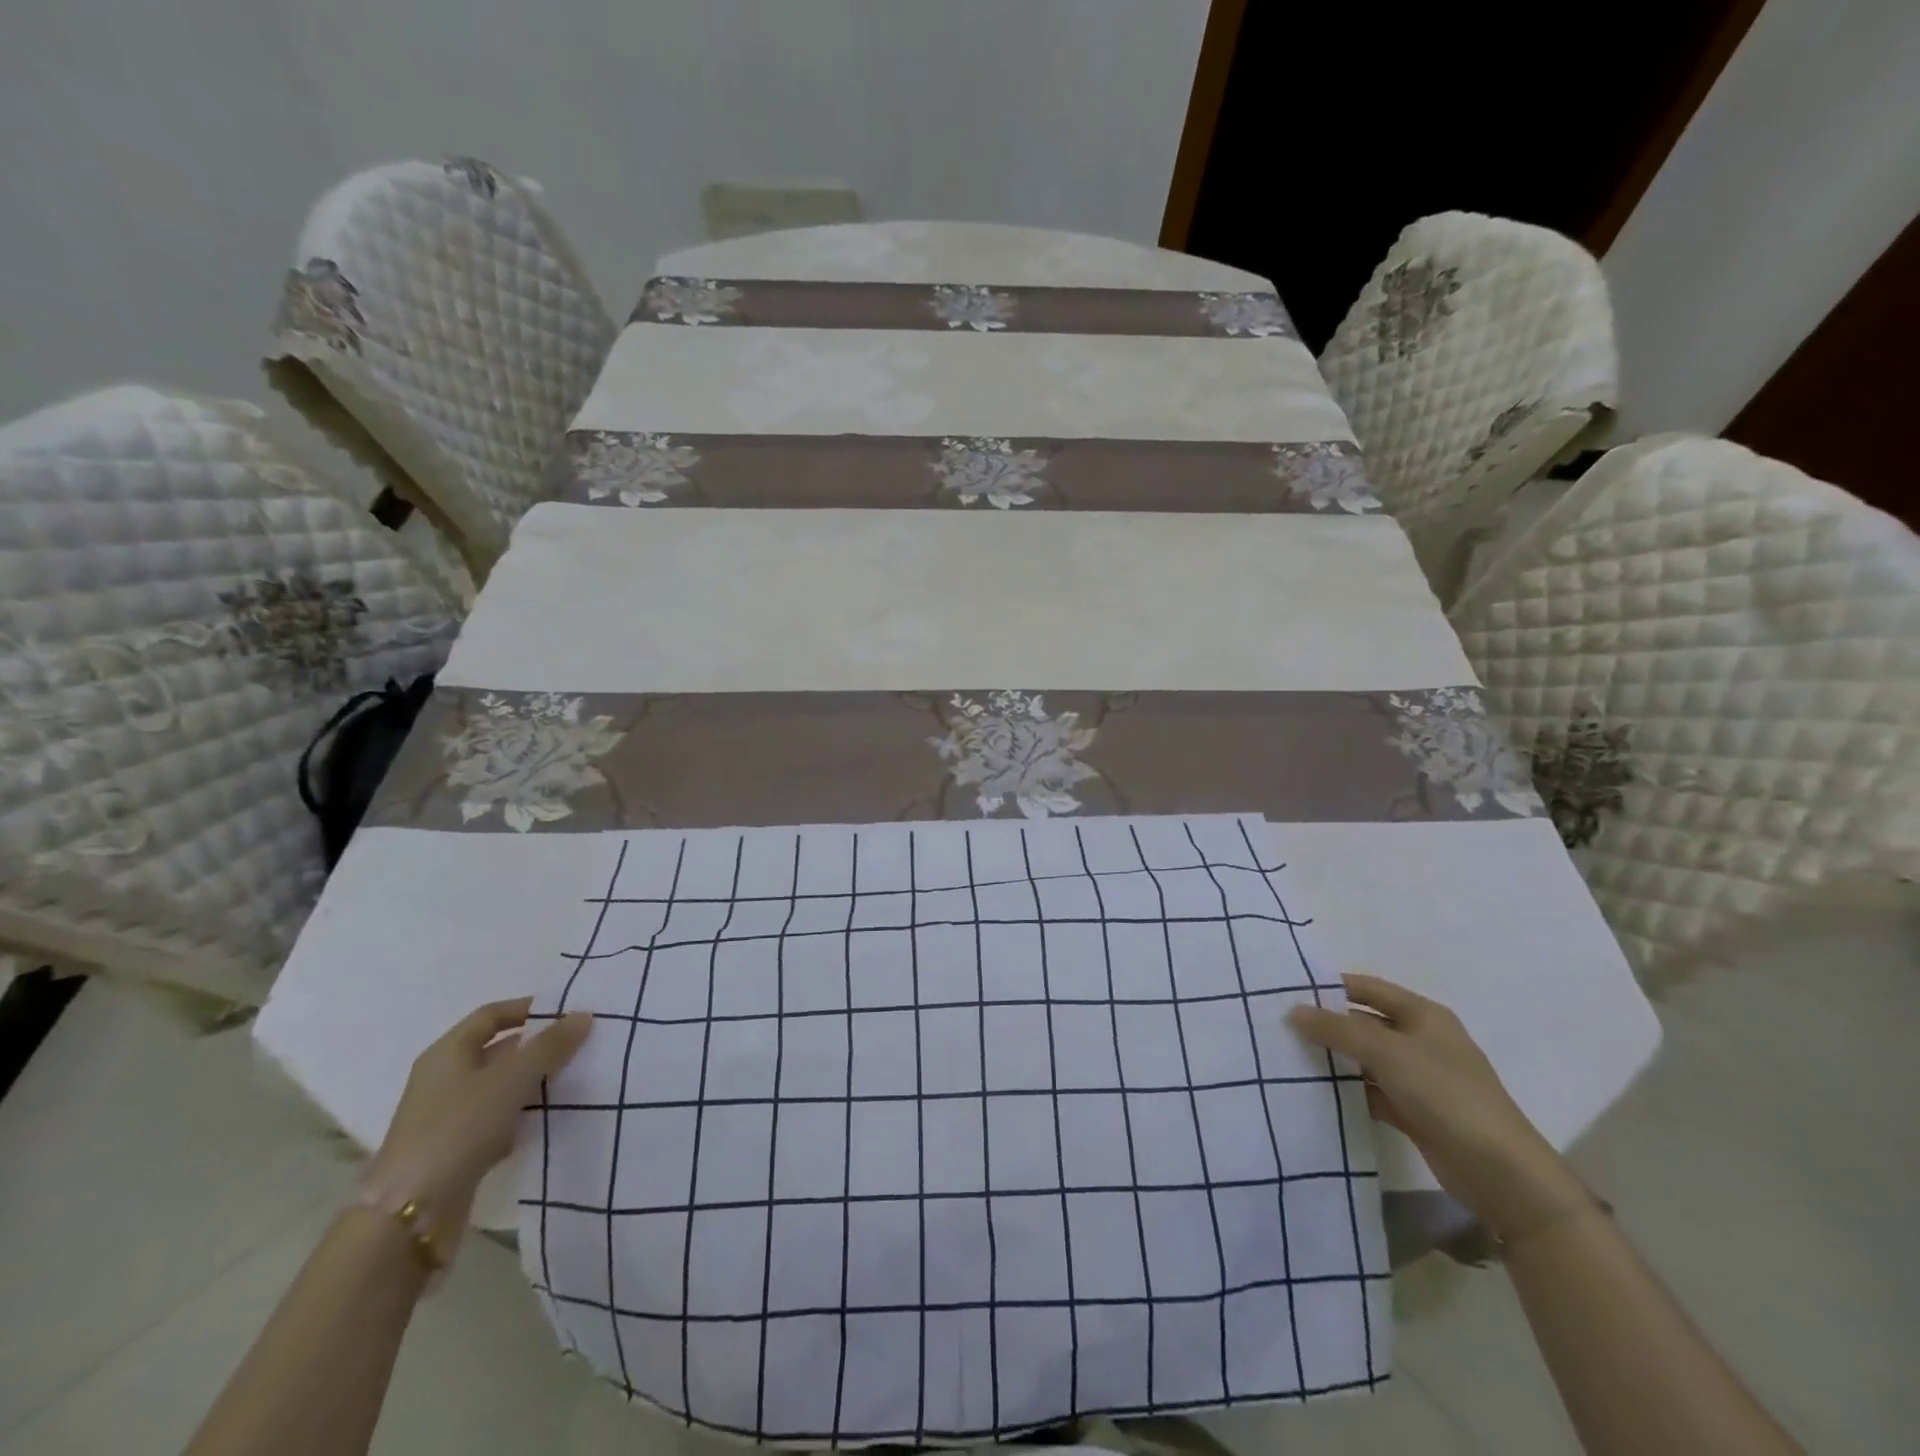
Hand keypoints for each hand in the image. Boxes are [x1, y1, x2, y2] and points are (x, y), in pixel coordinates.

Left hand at [365, 999, 591, 1259]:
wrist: (409, 1218)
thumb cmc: (457, 1130)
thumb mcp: (510, 1080)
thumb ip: (549, 1046)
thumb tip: (583, 1014)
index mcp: (447, 1054)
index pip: (491, 1015)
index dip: (528, 1008)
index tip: (568, 1012)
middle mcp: (445, 1079)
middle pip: (498, 1050)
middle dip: (539, 1046)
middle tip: (582, 1044)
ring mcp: (449, 1117)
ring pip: (501, 1087)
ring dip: (535, 1081)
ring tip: (577, 1077)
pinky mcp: (458, 1150)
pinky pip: (499, 1119)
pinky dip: (524, 1115)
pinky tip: (552, 1118)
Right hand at [1289, 974, 1591, 1242]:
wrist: (1502, 1174)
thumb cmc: (1447, 1095)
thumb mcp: (1388, 1053)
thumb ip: (1338, 1029)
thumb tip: (1294, 1010)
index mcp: (1424, 1015)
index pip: (1369, 988)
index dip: (1332, 986)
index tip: (1290, 990)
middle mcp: (1422, 1040)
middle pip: (1365, 1022)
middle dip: (1328, 1023)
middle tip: (1281, 1025)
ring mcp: (1419, 1078)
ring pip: (1366, 1058)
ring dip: (1335, 1058)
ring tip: (1289, 1055)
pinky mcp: (1415, 1111)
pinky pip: (1372, 1090)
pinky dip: (1348, 1089)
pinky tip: (1316, 1091)